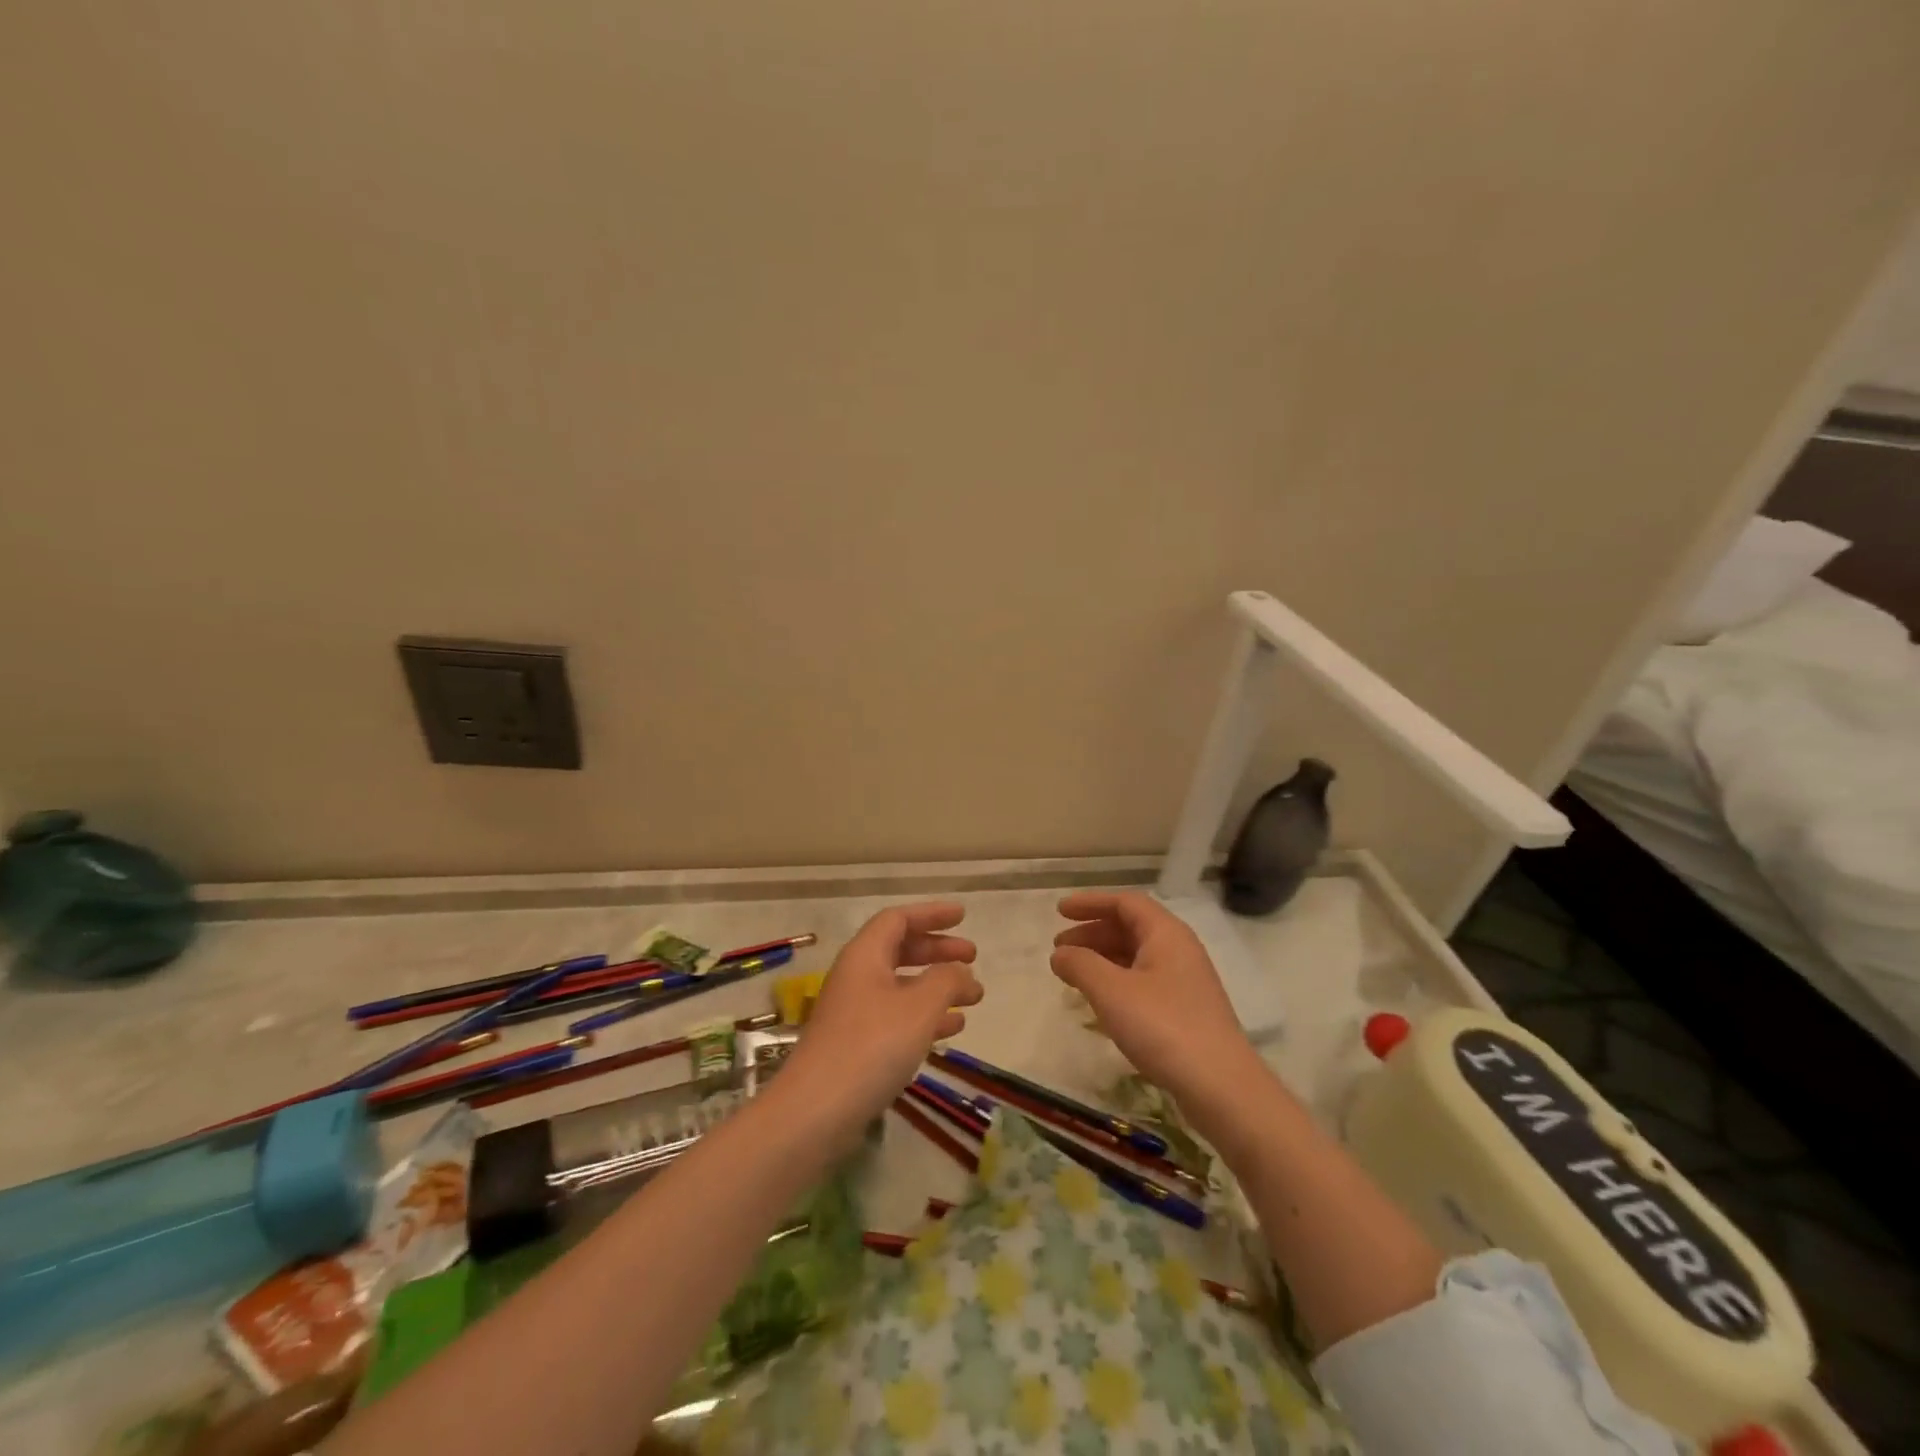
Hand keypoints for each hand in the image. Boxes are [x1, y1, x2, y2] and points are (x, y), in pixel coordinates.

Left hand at [780, 901, 983, 1128]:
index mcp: (865, 956)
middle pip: (900, 950)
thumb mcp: (919, 1007)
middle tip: (973, 957)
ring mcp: (855, 1013)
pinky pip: (898, 1017)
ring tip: (974, 997)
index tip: (962, 917)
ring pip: (902, 986)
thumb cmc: (871, 1046)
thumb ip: (946, 980)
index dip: (931, 914)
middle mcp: (857, 977)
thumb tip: (961, 971)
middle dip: (938, 951)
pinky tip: (953, 1029)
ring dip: (938, 986)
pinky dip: (926, 1016)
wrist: (815, 1112)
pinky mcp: (857, 1045)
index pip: (898, 919)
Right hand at [1050, 891, 1259, 1106]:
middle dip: (1092, 933)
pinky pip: (1144, 980)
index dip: (1090, 903)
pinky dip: (1117, 981)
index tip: (1059, 911)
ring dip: (1103, 958)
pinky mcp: (1186, 1010)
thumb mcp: (1111, 991)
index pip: (1125, 902)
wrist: (1221, 1086)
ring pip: (1137, 956)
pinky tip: (1101, 1001)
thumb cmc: (1163, 1026)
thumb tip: (1059, 954)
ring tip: (1073, 974)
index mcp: (1166, 933)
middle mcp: (1179, 949)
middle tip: (1059, 948)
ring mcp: (1185, 981)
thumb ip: (1080, 965)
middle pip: (1130, 927)